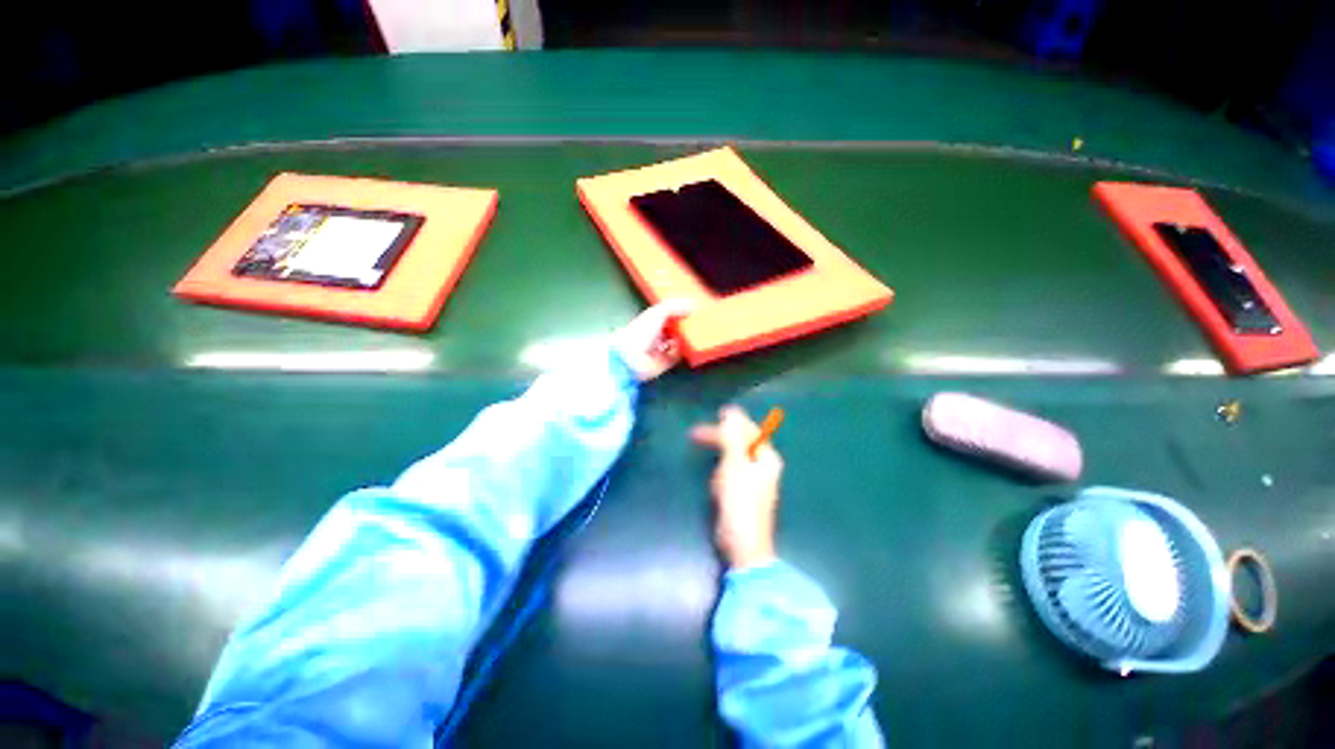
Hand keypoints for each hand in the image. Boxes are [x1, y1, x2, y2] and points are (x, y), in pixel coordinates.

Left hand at [613, 300, 694, 381]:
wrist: (631, 358)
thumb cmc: (640, 332)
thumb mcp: (657, 314)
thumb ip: (673, 308)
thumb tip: (690, 306)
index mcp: (649, 322)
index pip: (665, 315)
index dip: (677, 311)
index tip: (690, 308)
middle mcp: (654, 336)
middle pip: (673, 329)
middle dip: (683, 325)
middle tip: (697, 321)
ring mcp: (660, 350)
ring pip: (677, 342)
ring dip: (686, 338)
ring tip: (697, 333)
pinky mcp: (665, 362)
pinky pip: (678, 355)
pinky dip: (684, 351)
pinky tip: (691, 345)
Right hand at [690, 406, 781, 569]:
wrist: (743, 544)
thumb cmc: (740, 501)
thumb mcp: (734, 464)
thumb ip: (732, 437)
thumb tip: (731, 412)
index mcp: (766, 457)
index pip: (749, 430)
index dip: (731, 421)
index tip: (713, 415)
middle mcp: (764, 466)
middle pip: (741, 442)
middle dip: (720, 437)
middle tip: (695, 434)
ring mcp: (755, 480)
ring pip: (734, 456)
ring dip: (719, 455)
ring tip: (705, 461)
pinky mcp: (744, 492)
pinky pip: (731, 471)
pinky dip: (721, 471)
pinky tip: (714, 483)